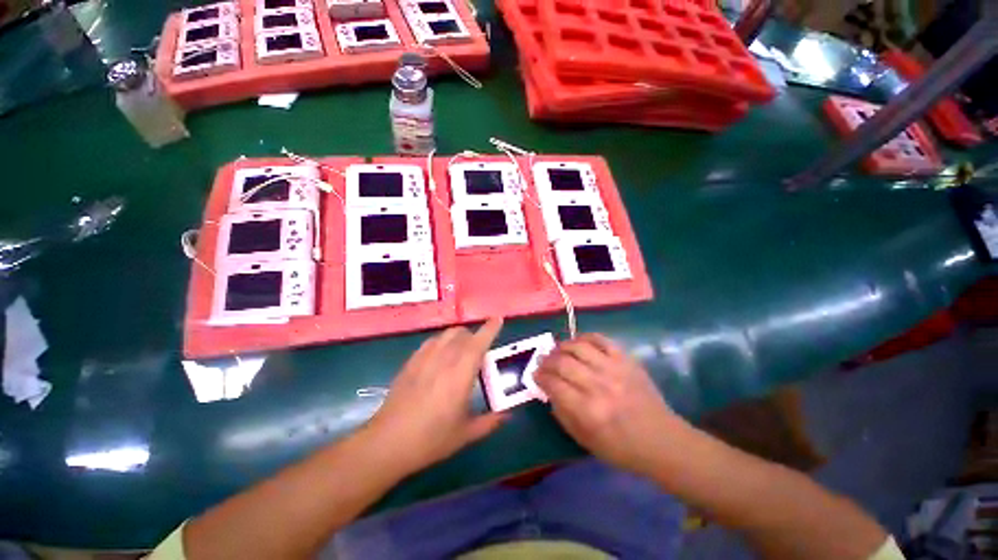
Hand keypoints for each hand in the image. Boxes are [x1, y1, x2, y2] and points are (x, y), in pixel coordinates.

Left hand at [366, 318, 506, 475]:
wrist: (388, 442)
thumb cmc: (431, 439)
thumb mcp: (465, 434)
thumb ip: (489, 422)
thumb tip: (507, 415)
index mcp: (461, 374)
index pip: (479, 343)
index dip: (490, 329)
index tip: (498, 319)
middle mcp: (444, 359)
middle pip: (462, 334)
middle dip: (475, 335)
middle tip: (481, 349)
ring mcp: (425, 358)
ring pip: (446, 334)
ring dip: (459, 336)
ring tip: (462, 350)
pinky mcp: (411, 361)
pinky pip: (431, 341)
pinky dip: (442, 341)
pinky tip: (441, 355)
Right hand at [535, 334, 687, 476]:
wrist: (662, 440)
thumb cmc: (621, 447)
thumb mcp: (585, 441)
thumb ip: (562, 414)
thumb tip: (549, 390)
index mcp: (587, 410)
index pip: (553, 384)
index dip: (540, 377)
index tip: (535, 374)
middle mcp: (598, 385)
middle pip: (562, 362)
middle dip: (546, 360)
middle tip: (542, 362)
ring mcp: (613, 369)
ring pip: (578, 347)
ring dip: (562, 346)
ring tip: (557, 350)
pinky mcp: (625, 360)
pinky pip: (600, 339)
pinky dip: (585, 337)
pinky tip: (578, 342)